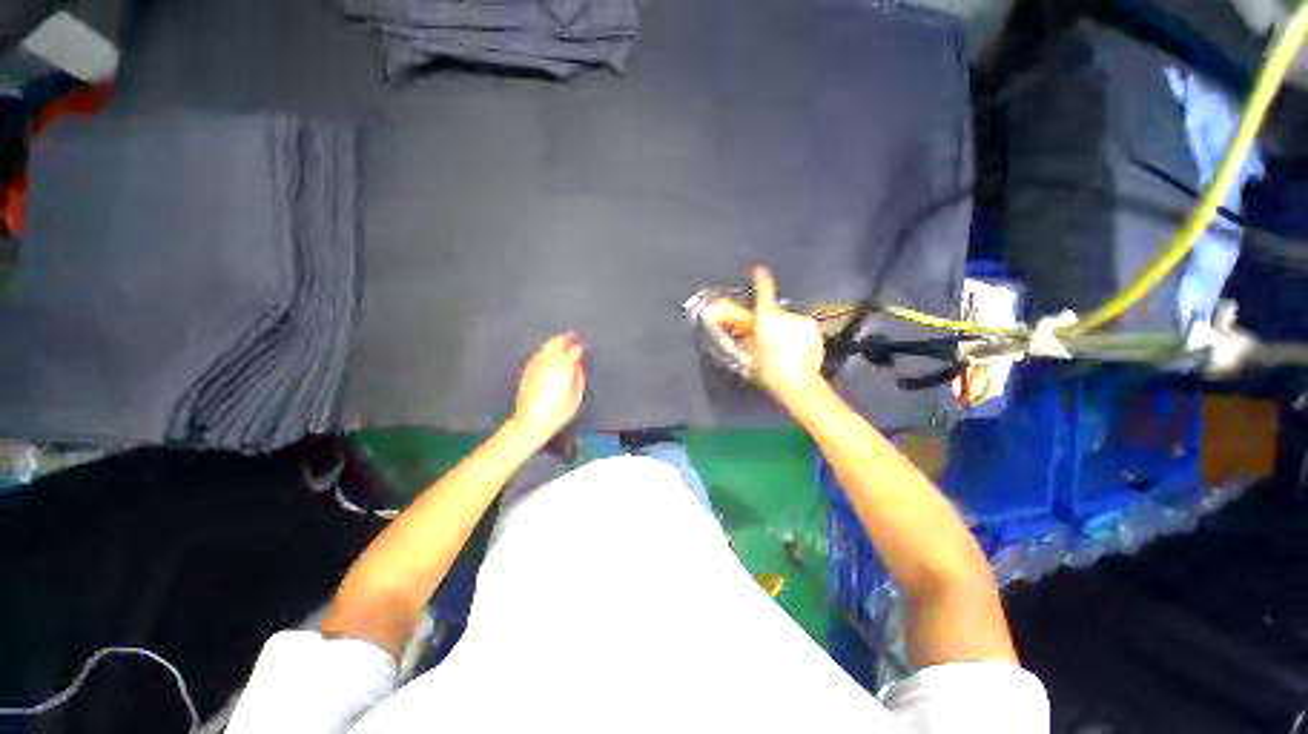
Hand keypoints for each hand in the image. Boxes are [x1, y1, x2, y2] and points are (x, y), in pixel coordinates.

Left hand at [511, 333, 586, 441]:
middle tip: (572, 336)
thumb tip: (577, 366)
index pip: (573, 350)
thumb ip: (579, 379)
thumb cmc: (557, 413)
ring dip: (555, 342)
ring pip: (546, 346)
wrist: (530, 421)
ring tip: (561, 341)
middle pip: (557, 342)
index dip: (579, 347)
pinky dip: (546, 351)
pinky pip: (539, 354)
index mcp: (564, 367)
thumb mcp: (575, 398)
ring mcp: (536, 364)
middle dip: (565, 338)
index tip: (582, 347)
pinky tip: (548, 353)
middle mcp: (549, 361)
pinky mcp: (527, 369)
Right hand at [703, 266, 824, 401]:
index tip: (758, 270)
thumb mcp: (750, 355)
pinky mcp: (814, 332)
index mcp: (768, 320)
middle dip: (769, 322)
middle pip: (774, 313)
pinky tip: (795, 351)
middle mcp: (787, 316)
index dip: (760, 281)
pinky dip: (796, 336)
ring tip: (781, 349)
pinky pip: (801, 330)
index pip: (763, 294)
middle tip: (766, 337)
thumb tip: (744, 333)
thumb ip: (745, 340)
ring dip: (783, 330)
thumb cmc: (769, 370)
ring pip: (788, 322)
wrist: (798, 383)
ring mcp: (803, 323)